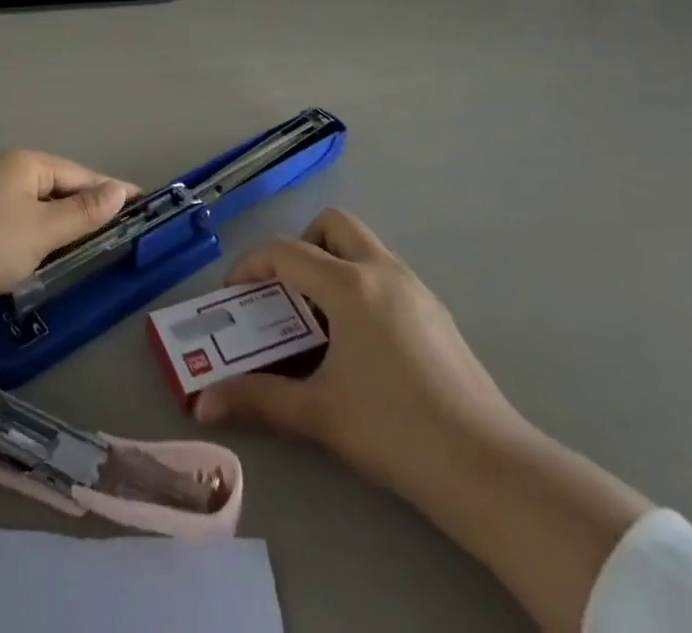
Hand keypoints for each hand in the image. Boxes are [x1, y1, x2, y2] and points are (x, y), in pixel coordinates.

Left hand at [0, 150, 131, 319]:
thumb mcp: (41, 231)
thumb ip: (82, 213)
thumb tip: (119, 190)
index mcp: (25, 163)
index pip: (80, 174)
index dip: (111, 192)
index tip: (144, 207)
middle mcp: (5, 172)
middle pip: (57, 189)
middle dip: (86, 212)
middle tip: (119, 238)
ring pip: (35, 211)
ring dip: (59, 231)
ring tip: (88, 254)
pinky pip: (16, 227)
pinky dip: (34, 242)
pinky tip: (43, 262)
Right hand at [194, 209, 523, 499]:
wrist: (488, 468)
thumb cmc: (394, 431)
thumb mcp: (319, 414)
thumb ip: (258, 399)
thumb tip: (203, 402)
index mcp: (349, 285)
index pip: (286, 251)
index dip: (251, 265)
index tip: (234, 294)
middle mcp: (381, 270)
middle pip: (331, 224)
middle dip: (300, 246)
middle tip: (286, 291)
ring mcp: (415, 287)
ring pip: (363, 245)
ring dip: (332, 262)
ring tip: (320, 319)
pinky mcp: (436, 310)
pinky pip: (386, 272)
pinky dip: (360, 284)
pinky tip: (361, 341)